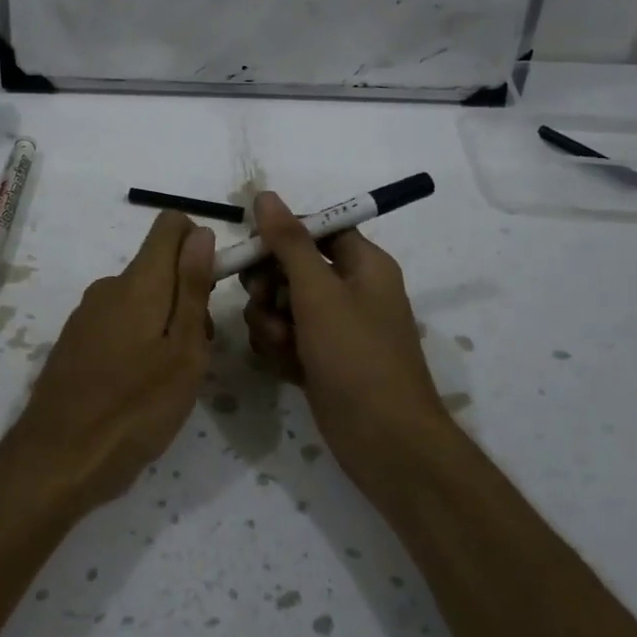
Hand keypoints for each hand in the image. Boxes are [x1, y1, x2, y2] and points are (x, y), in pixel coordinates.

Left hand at [7, 211, 216, 512]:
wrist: (58, 459)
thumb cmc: (135, 409)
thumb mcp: (183, 352)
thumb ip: (192, 288)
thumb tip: (201, 233)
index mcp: (138, 282)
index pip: (171, 225)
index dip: (199, 244)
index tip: (211, 290)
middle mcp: (108, 287)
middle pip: (159, 267)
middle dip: (187, 295)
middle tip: (195, 353)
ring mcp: (86, 314)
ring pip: (140, 298)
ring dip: (164, 323)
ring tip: (168, 379)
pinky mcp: (75, 341)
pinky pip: (118, 322)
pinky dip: (138, 340)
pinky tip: (137, 387)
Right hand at [241, 191, 450, 488]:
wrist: (384, 441)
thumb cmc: (357, 357)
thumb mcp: (319, 293)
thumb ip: (288, 243)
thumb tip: (266, 196)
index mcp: (363, 264)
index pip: (316, 229)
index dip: (281, 235)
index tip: (251, 249)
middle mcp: (349, 290)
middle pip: (291, 267)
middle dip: (270, 286)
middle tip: (267, 303)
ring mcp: (333, 328)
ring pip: (280, 305)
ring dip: (270, 322)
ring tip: (283, 346)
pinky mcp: (318, 359)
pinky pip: (284, 337)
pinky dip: (278, 348)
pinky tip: (286, 367)